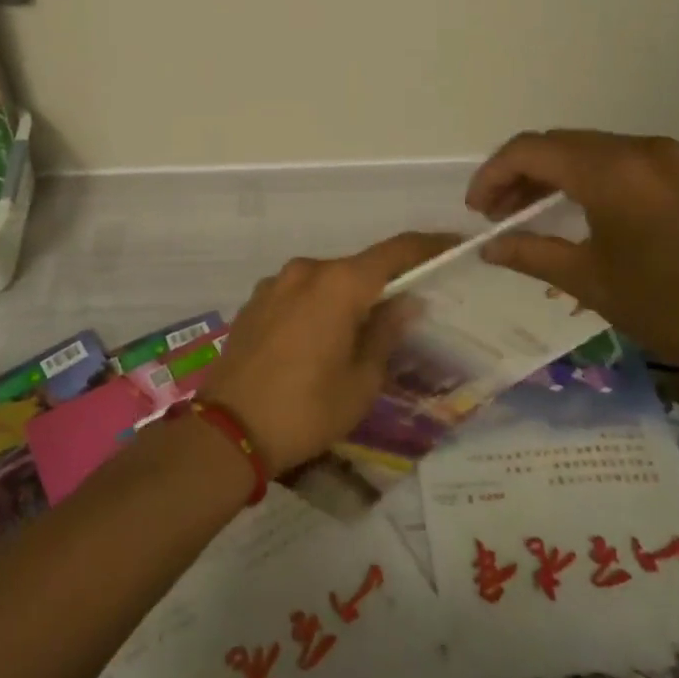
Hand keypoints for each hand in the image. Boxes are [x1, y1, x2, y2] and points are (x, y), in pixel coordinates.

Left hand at [201, 232, 456, 472]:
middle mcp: (306, 271)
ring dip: (347, 299)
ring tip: (358, 337)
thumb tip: (406, 302)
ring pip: (326, 282)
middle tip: (405, 314)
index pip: (395, 251)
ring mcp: (274, 284)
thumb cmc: (305, 410)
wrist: (226, 431)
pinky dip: (318, 307)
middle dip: (384, 285)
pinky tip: (318, 343)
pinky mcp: (253, 303)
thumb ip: (386, 333)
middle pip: (358, 268)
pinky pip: (299, 294)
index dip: (428, 246)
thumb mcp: (361, 381)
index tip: (452, 246)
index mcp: (338, 284)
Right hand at [468, 130, 678, 388]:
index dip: (493, 174)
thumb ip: (531, 253)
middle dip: (519, 174)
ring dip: (553, 175)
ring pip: (590, 151)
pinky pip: (621, 162)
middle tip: (496, 215)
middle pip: (560, 144)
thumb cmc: (670, 309)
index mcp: (613, 171)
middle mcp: (641, 149)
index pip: (532, 150)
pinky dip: (587, 178)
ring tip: (528, 213)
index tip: (476, 211)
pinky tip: (577, 210)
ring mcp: (671, 158)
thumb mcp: (590, 282)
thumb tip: (488, 247)